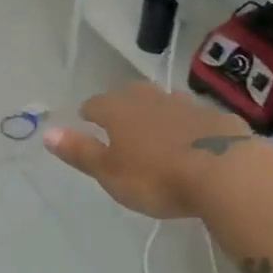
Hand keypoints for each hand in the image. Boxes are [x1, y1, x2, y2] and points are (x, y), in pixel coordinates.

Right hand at [43, 83, 256, 218]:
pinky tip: (194, 142)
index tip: (87, 121)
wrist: (225, 173)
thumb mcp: (109, 172)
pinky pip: (195, 117)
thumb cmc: (156, 176)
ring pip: (163, 102)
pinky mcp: (217, 116)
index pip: (96, 104)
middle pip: (129, 95)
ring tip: (156, 132)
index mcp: (118, 109)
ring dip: (156, 114)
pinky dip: (189, 126)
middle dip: (122, 106)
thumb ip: (80, 151)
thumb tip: (46, 132)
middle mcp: (149, 98)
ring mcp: (185, 103)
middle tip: (120, 124)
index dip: (89, 113)